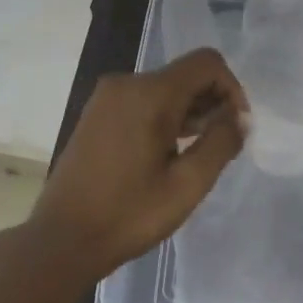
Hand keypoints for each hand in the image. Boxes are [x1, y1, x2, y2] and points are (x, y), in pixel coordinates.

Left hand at [29, 48, 247, 279]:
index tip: (236, 127)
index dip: (231, 89)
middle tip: (218, 149)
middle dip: (210, 104)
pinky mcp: (96, 113)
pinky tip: (166, 155)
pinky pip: (142, 101)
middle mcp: (126, 83)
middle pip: (185, 75)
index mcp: (149, 93)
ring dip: (188, 113)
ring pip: (164, 89)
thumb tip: (240, 118)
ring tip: (193, 157)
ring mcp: (107, 97)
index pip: (206, 63)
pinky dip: (164, 118)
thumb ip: (220, 143)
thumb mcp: (187, 184)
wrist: (62, 239)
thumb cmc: (128, 214)